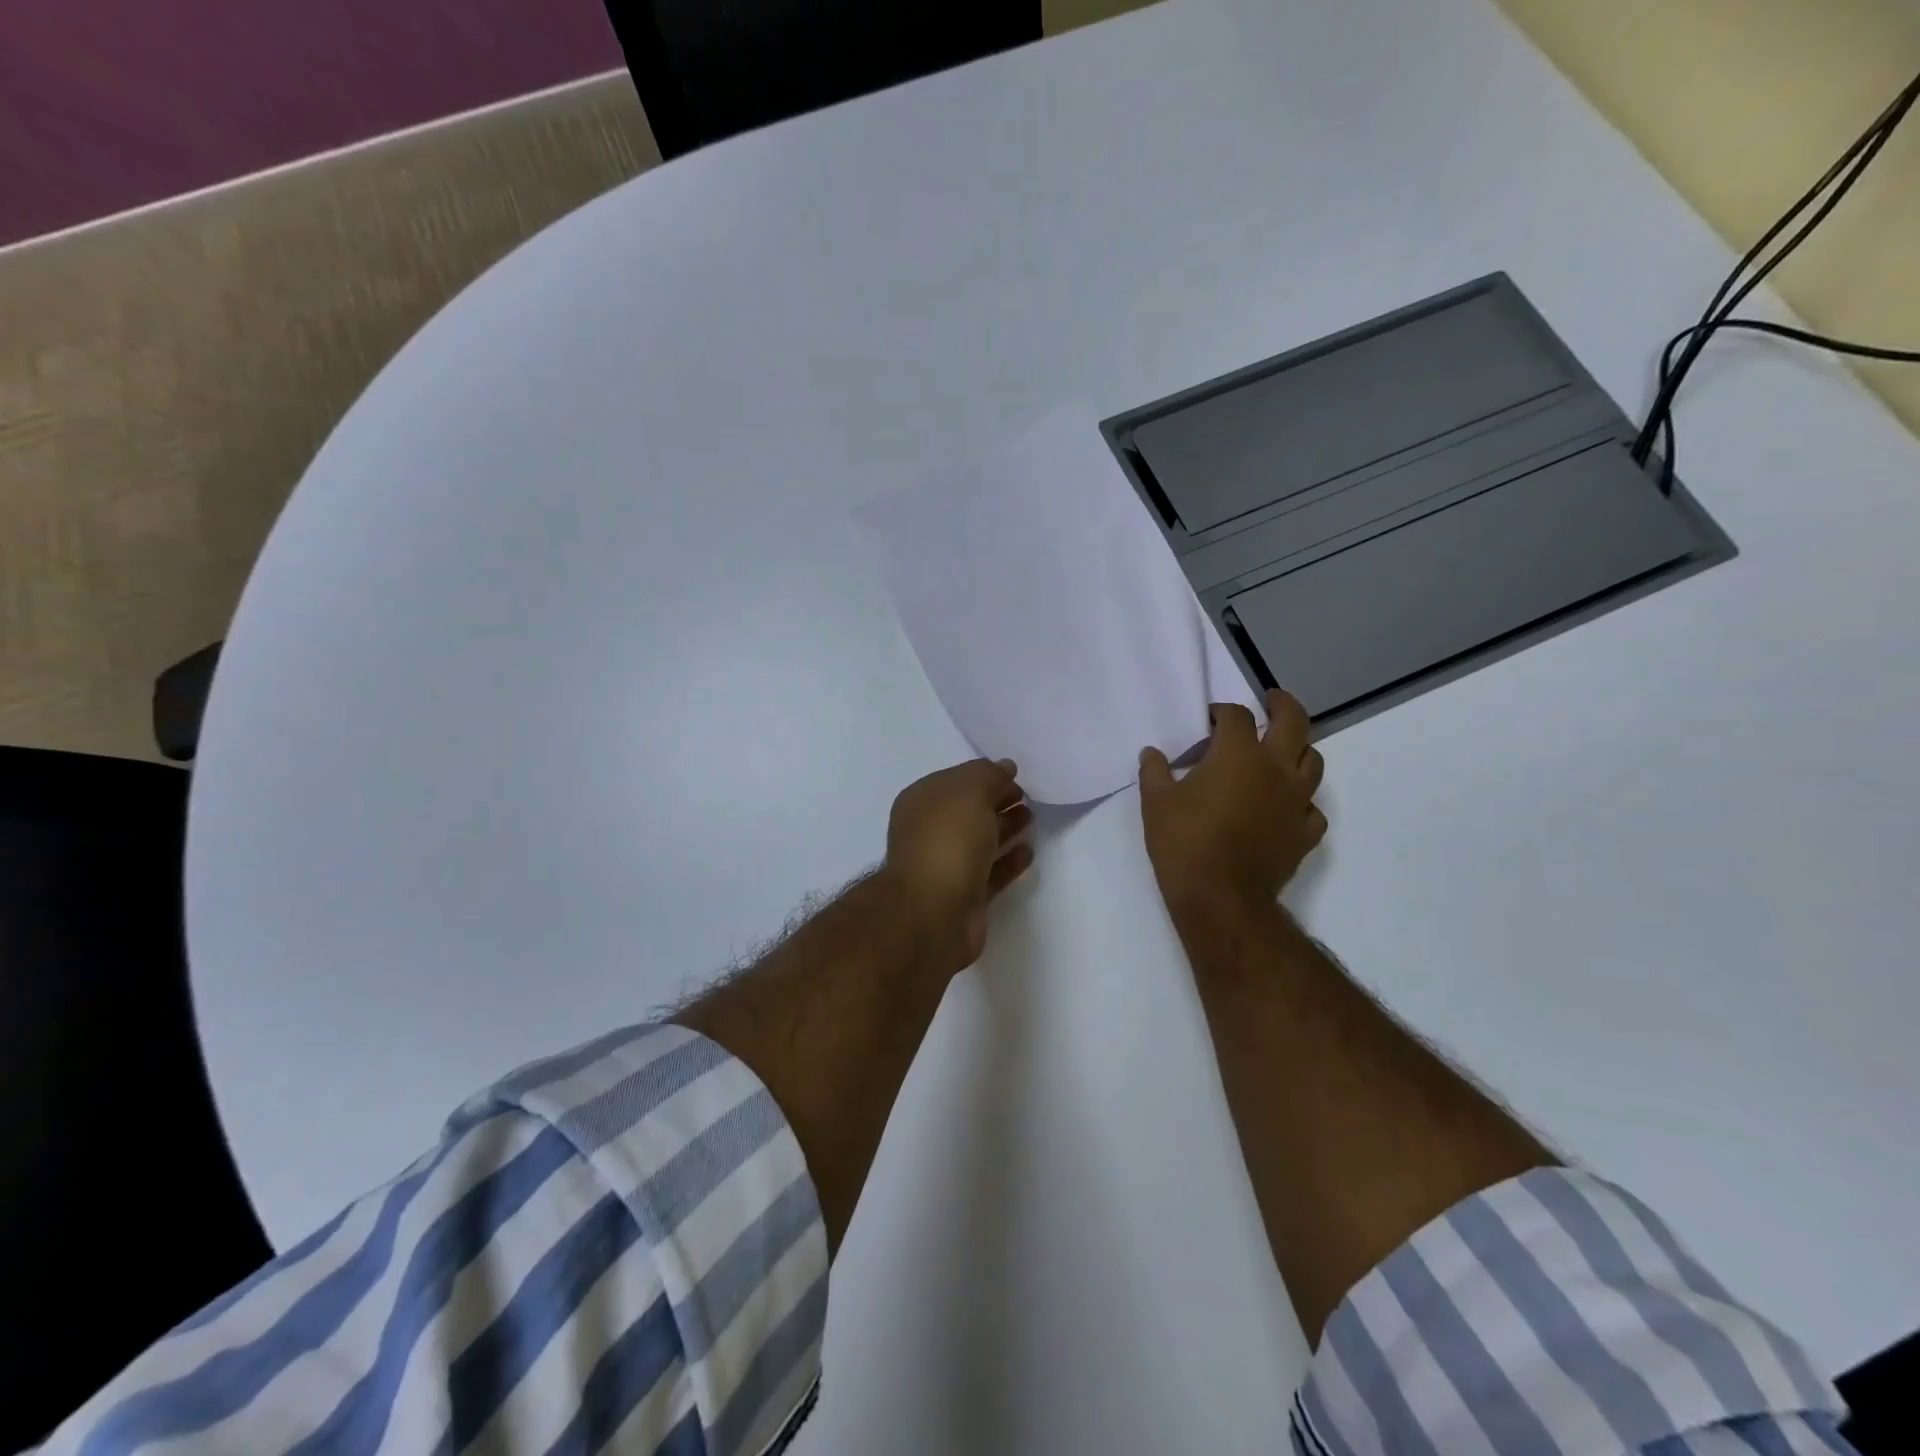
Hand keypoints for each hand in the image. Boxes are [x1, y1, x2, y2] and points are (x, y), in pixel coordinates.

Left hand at [880, 758, 1033, 973]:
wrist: (934, 912)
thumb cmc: (947, 841)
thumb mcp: (969, 791)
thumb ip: (989, 775)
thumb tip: (1005, 768)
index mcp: (922, 802)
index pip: (957, 781)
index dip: (985, 776)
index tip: (1016, 776)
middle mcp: (929, 832)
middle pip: (968, 811)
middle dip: (996, 801)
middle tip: (1027, 797)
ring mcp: (946, 866)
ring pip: (980, 841)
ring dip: (1005, 828)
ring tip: (1031, 819)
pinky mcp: (965, 896)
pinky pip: (991, 872)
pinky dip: (1009, 861)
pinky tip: (1029, 851)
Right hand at [1138, 689, 1325, 917]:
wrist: (1220, 897)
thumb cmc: (1184, 842)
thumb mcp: (1155, 802)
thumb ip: (1154, 771)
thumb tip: (1152, 752)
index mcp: (1238, 754)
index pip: (1236, 716)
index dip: (1222, 712)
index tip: (1209, 718)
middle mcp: (1275, 768)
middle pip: (1293, 721)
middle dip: (1283, 705)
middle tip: (1272, 700)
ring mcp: (1297, 801)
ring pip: (1313, 761)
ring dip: (1298, 750)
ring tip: (1282, 752)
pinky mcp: (1305, 832)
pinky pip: (1312, 808)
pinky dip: (1301, 800)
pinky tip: (1286, 806)